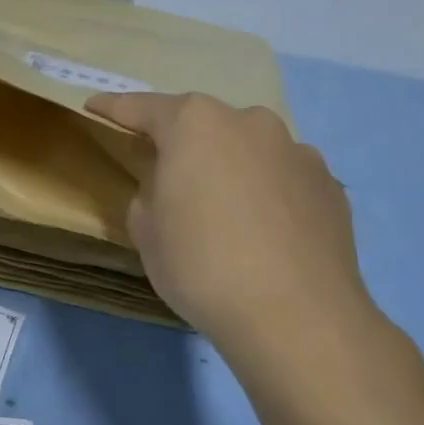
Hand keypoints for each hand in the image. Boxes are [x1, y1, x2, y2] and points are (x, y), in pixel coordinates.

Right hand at [85, 92, 392, 392]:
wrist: (297, 318)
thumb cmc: (200, 264)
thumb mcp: (145, 228)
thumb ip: (149, 190)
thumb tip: (170, 186)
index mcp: (194, 124)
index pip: (142, 107)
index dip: (113, 108)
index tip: (93, 106)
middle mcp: (248, 123)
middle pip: (202, 123)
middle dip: (180, 139)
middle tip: (163, 167)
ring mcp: (296, 151)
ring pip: (247, 147)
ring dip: (227, 163)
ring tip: (218, 202)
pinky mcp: (329, 186)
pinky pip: (281, 176)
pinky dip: (264, 190)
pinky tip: (260, 226)